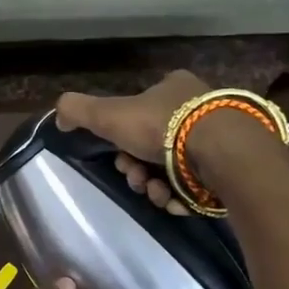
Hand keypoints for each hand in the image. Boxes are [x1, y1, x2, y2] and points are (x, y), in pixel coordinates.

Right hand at [56, 71, 210, 216]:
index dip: (122, 138)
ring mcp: (218, 138)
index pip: (139, 112)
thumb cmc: (163, 127)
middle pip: (153, 145)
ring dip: (156, 186)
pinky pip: (195, 186)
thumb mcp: (109, 114)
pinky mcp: (230, 167)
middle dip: (137, 168)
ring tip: (157, 193)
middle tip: (135, 178)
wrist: (221, 153)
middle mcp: (199, 108)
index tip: (118, 156)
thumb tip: (59, 116)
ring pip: (172, 169)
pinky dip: (180, 196)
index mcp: (173, 88)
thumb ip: (78, 111)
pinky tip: (175, 200)